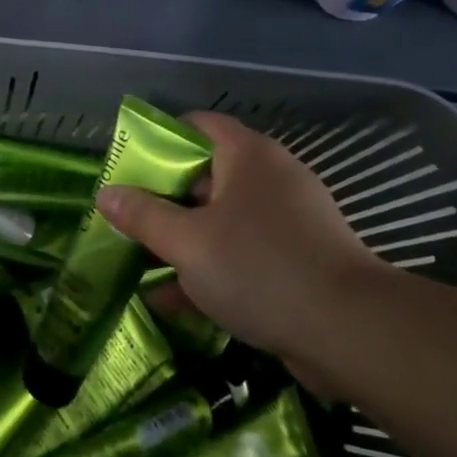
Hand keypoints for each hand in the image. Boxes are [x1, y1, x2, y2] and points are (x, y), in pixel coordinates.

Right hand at [96, 112, 387, 392]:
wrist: (350, 331)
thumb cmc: (258, 267)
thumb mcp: (188, 242)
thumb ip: (143, 216)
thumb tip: (105, 193)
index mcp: (247, 156)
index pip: (198, 125)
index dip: (160, 139)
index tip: (128, 167)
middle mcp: (270, 179)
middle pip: (206, 176)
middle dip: (163, 200)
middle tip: (127, 219)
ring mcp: (288, 222)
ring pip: (222, 221)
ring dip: (183, 241)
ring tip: (139, 262)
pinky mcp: (298, 261)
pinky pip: (243, 255)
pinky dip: (210, 271)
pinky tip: (172, 301)